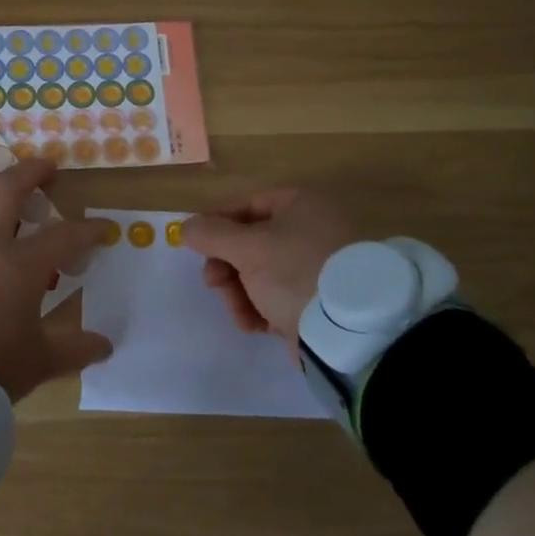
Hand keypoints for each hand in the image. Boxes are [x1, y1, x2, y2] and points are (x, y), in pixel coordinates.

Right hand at [181, 189, 355, 350]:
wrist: (349, 330)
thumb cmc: (295, 272)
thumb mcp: (247, 248)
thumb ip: (210, 234)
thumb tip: (185, 226)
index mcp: (299, 205)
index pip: (246, 207)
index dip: (218, 227)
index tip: (198, 249)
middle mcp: (310, 229)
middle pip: (250, 244)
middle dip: (227, 268)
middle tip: (214, 284)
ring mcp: (316, 266)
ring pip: (260, 274)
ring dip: (240, 294)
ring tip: (241, 314)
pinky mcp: (317, 301)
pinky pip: (278, 297)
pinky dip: (262, 309)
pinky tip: (256, 325)